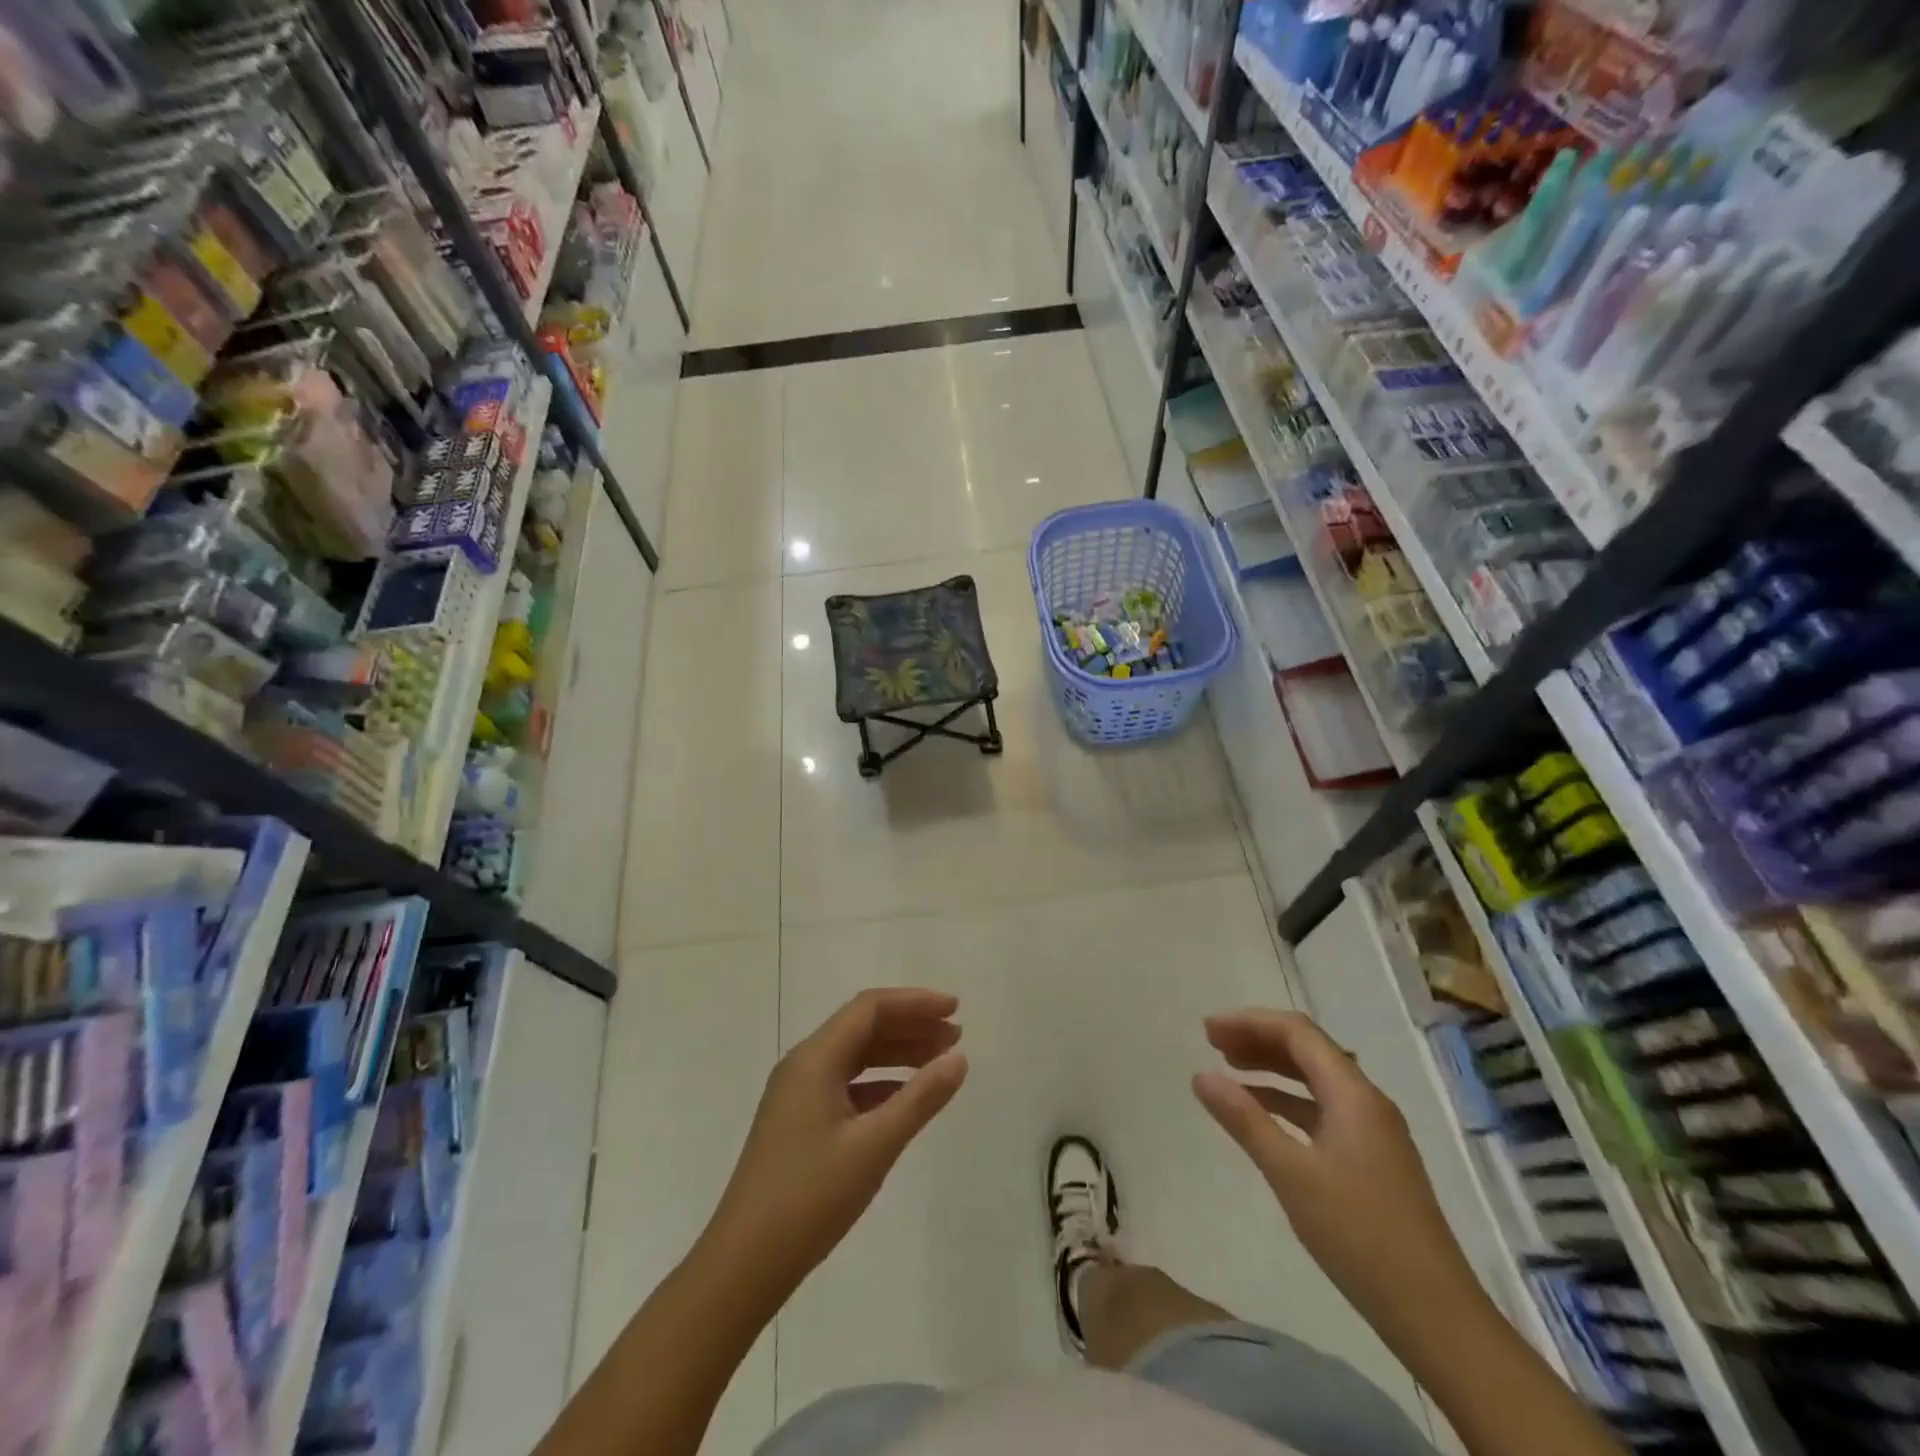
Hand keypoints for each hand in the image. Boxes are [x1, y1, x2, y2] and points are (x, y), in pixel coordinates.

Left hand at [703, 989, 967, 1301]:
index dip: (915, 1003)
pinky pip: (846, 1085)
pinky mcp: (798, 1123)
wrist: (743, 1265)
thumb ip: (920, 1098)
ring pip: (855, 1057)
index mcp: (815, 1058)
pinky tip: (906, 1100)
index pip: (870, 1008)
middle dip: (911, 1026)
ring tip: (939, 1063)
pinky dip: (880, 1084)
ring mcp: (797, 1095)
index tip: (956, 1010)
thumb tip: (958, 1058)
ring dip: (898, 1054)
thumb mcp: (874, 1146)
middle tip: (955, 1037)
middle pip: (863, 1027)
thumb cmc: (810, 1197)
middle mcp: (804, 1065)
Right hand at [1192, 1009, 1485, 1346]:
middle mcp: (1366, 1101)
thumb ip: (1245, 1119)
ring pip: (1315, 1079)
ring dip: (1271, 1067)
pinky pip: (1322, 1109)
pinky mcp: (1372, 1159)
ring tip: (1229, 1069)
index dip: (1249, 1022)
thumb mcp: (1291, 1174)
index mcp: (1353, 1094)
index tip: (1207, 1031)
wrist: (1436, 1316)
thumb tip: (1201, 1075)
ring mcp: (1373, 1131)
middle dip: (1258, 1039)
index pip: (1297, 1032)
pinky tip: (1261, 1113)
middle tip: (1211, 1044)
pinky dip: (1287, 1101)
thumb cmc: (1359, 1235)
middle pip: (1307, 1049)